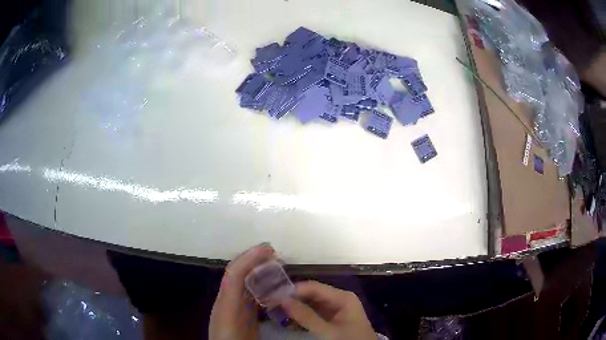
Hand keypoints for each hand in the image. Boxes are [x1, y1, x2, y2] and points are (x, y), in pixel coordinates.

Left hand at [209, 243, 274, 339]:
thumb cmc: (228, 338)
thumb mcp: (233, 324)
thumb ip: (243, 307)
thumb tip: (263, 300)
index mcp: (225, 303)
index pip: (234, 275)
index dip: (249, 259)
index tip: (268, 249)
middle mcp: (226, 301)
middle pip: (237, 275)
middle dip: (253, 260)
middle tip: (274, 254)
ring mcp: (231, 307)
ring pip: (243, 283)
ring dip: (256, 271)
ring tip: (275, 267)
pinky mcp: (238, 315)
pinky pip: (247, 295)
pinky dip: (258, 287)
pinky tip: (271, 289)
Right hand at [281, 281, 375, 339]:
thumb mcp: (327, 331)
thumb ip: (306, 316)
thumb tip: (282, 299)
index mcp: (342, 297)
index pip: (313, 287)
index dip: (293, 290)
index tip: (273, 295)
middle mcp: (339, 299)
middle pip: (311, 294)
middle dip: (292, 299)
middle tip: (271, 303)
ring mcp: (336, 309)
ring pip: (311, 304)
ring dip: (295, 308)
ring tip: (275, 310)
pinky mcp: (332, 318)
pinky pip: (314, 313)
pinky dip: (302, 316)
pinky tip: (289, 319)